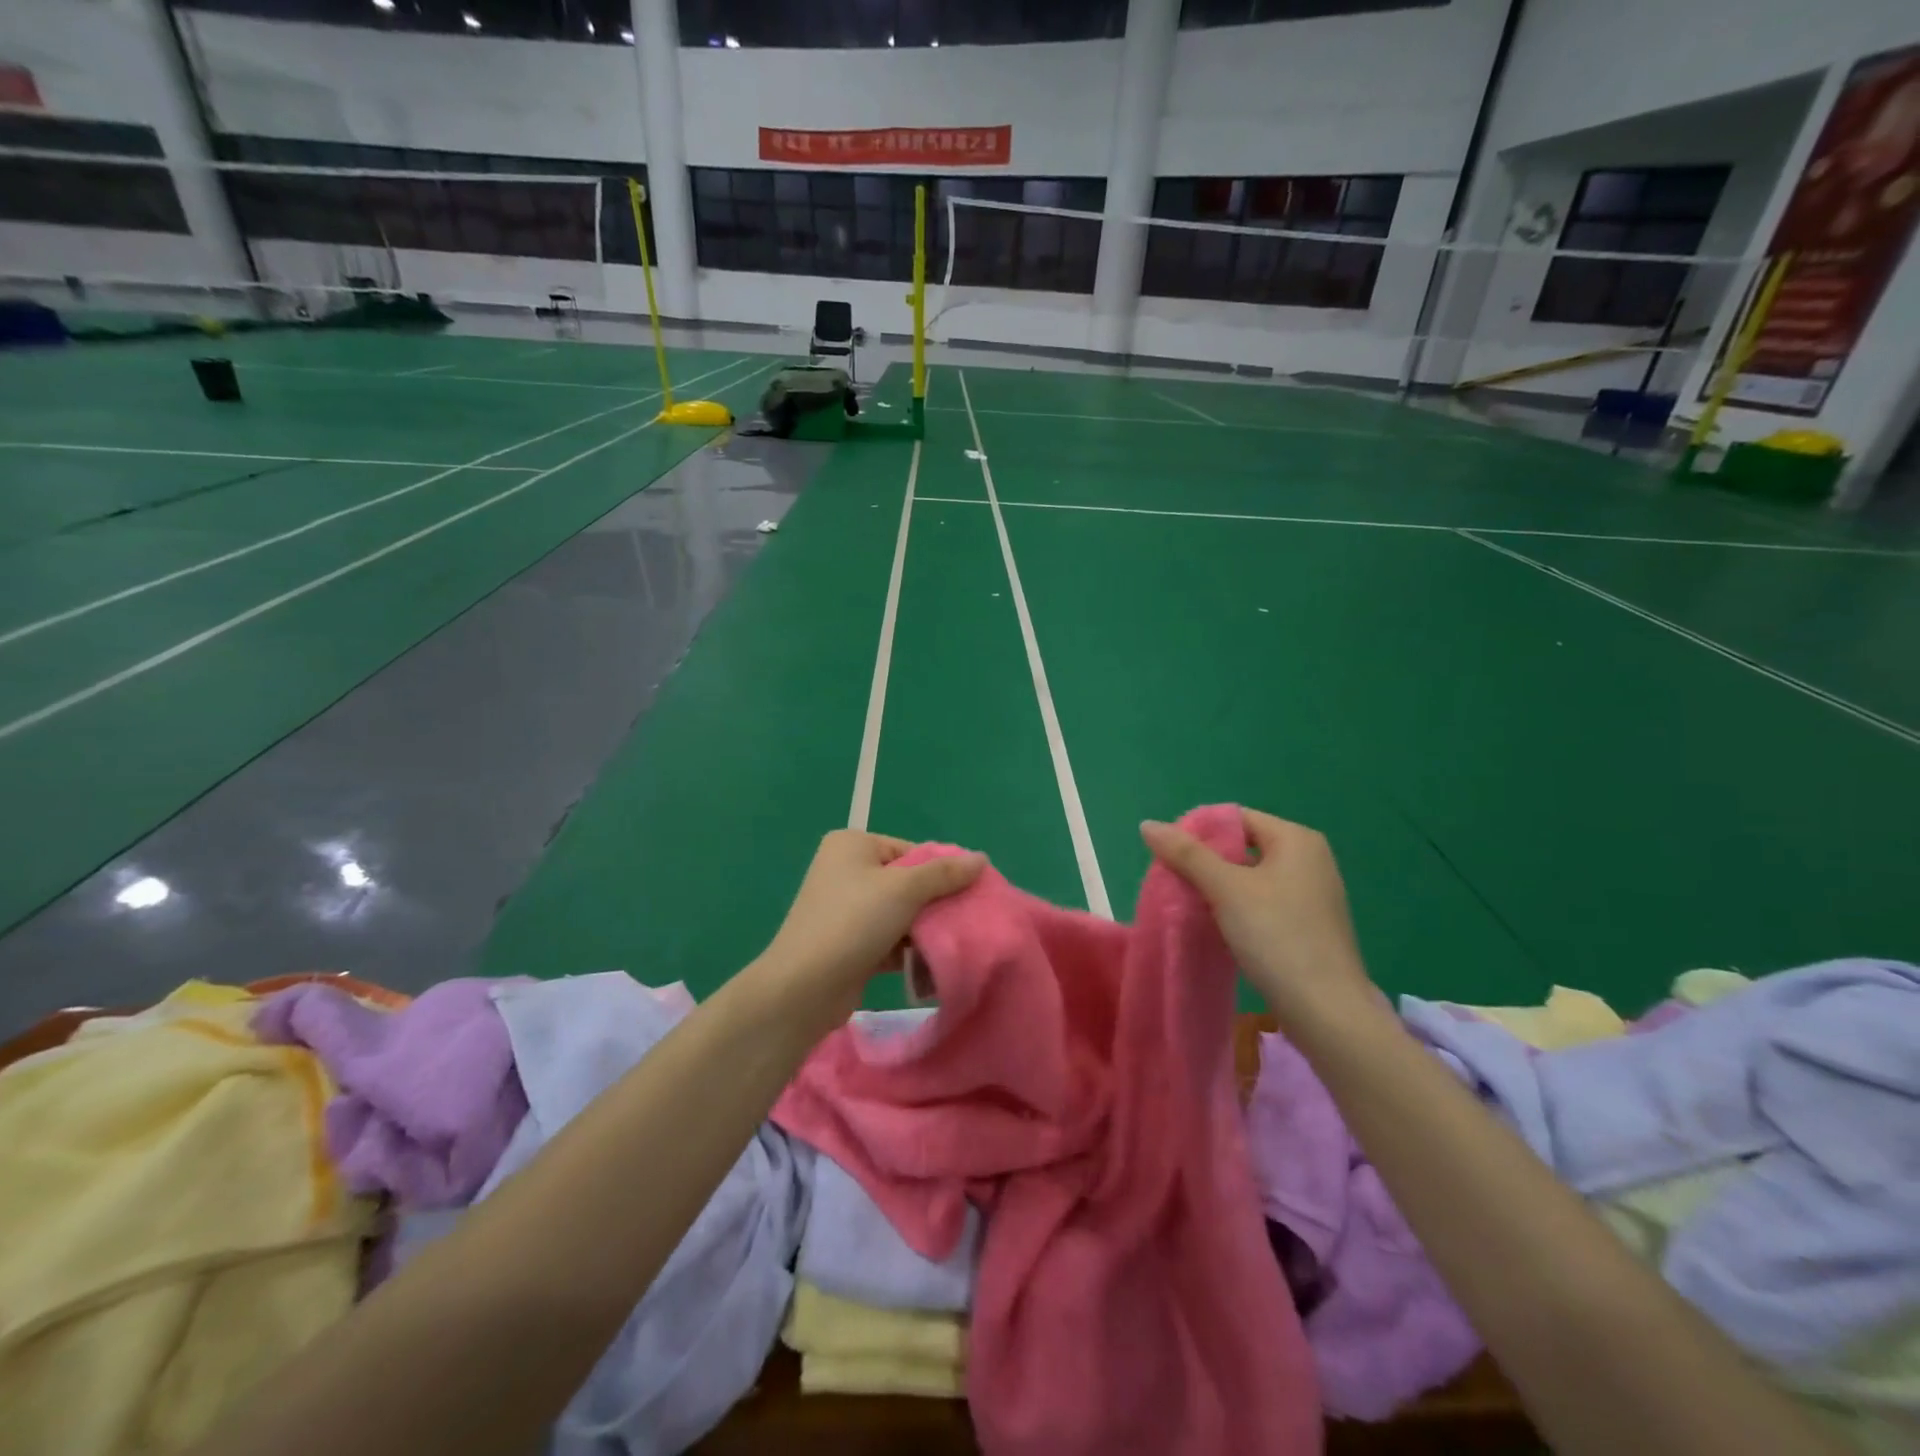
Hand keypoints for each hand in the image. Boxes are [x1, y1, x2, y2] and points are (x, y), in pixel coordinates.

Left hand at [754, 830, 984, 1022]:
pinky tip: (933, 966)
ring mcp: (846, 909)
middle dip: (936, 903)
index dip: (943, 871)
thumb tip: (981, 858)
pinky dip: (909, 950)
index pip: (912, 851)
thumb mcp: (904, 890)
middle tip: (968, 920)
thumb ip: (945, 874)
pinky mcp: (849, 943)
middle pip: (908, 882)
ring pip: (900, 913)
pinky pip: (889, 938)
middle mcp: (846, 871)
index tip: (972, 894)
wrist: (804, 988)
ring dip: (925, 930)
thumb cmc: (853, 922)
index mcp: (853, 845)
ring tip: (954, 945)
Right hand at [1141, 810, 1372, 1023]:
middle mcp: (1310, 859)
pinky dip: (1237, 908)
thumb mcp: (1226, 889)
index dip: (1198, 831)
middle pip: (1243, 847)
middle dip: (1205, 861)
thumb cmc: (1277, 936)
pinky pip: (1263, 902)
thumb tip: (1148, 824)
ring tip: (1187, 903)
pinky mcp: (1308, 926)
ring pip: (1251, 878)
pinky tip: (1216, 925)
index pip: (1236, 818)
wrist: (1327, 1011)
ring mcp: (1312, 894)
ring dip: (1218, 887)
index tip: (1167, 854)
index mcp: (1296, 839)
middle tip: (1172, 879)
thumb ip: (1186, 854)